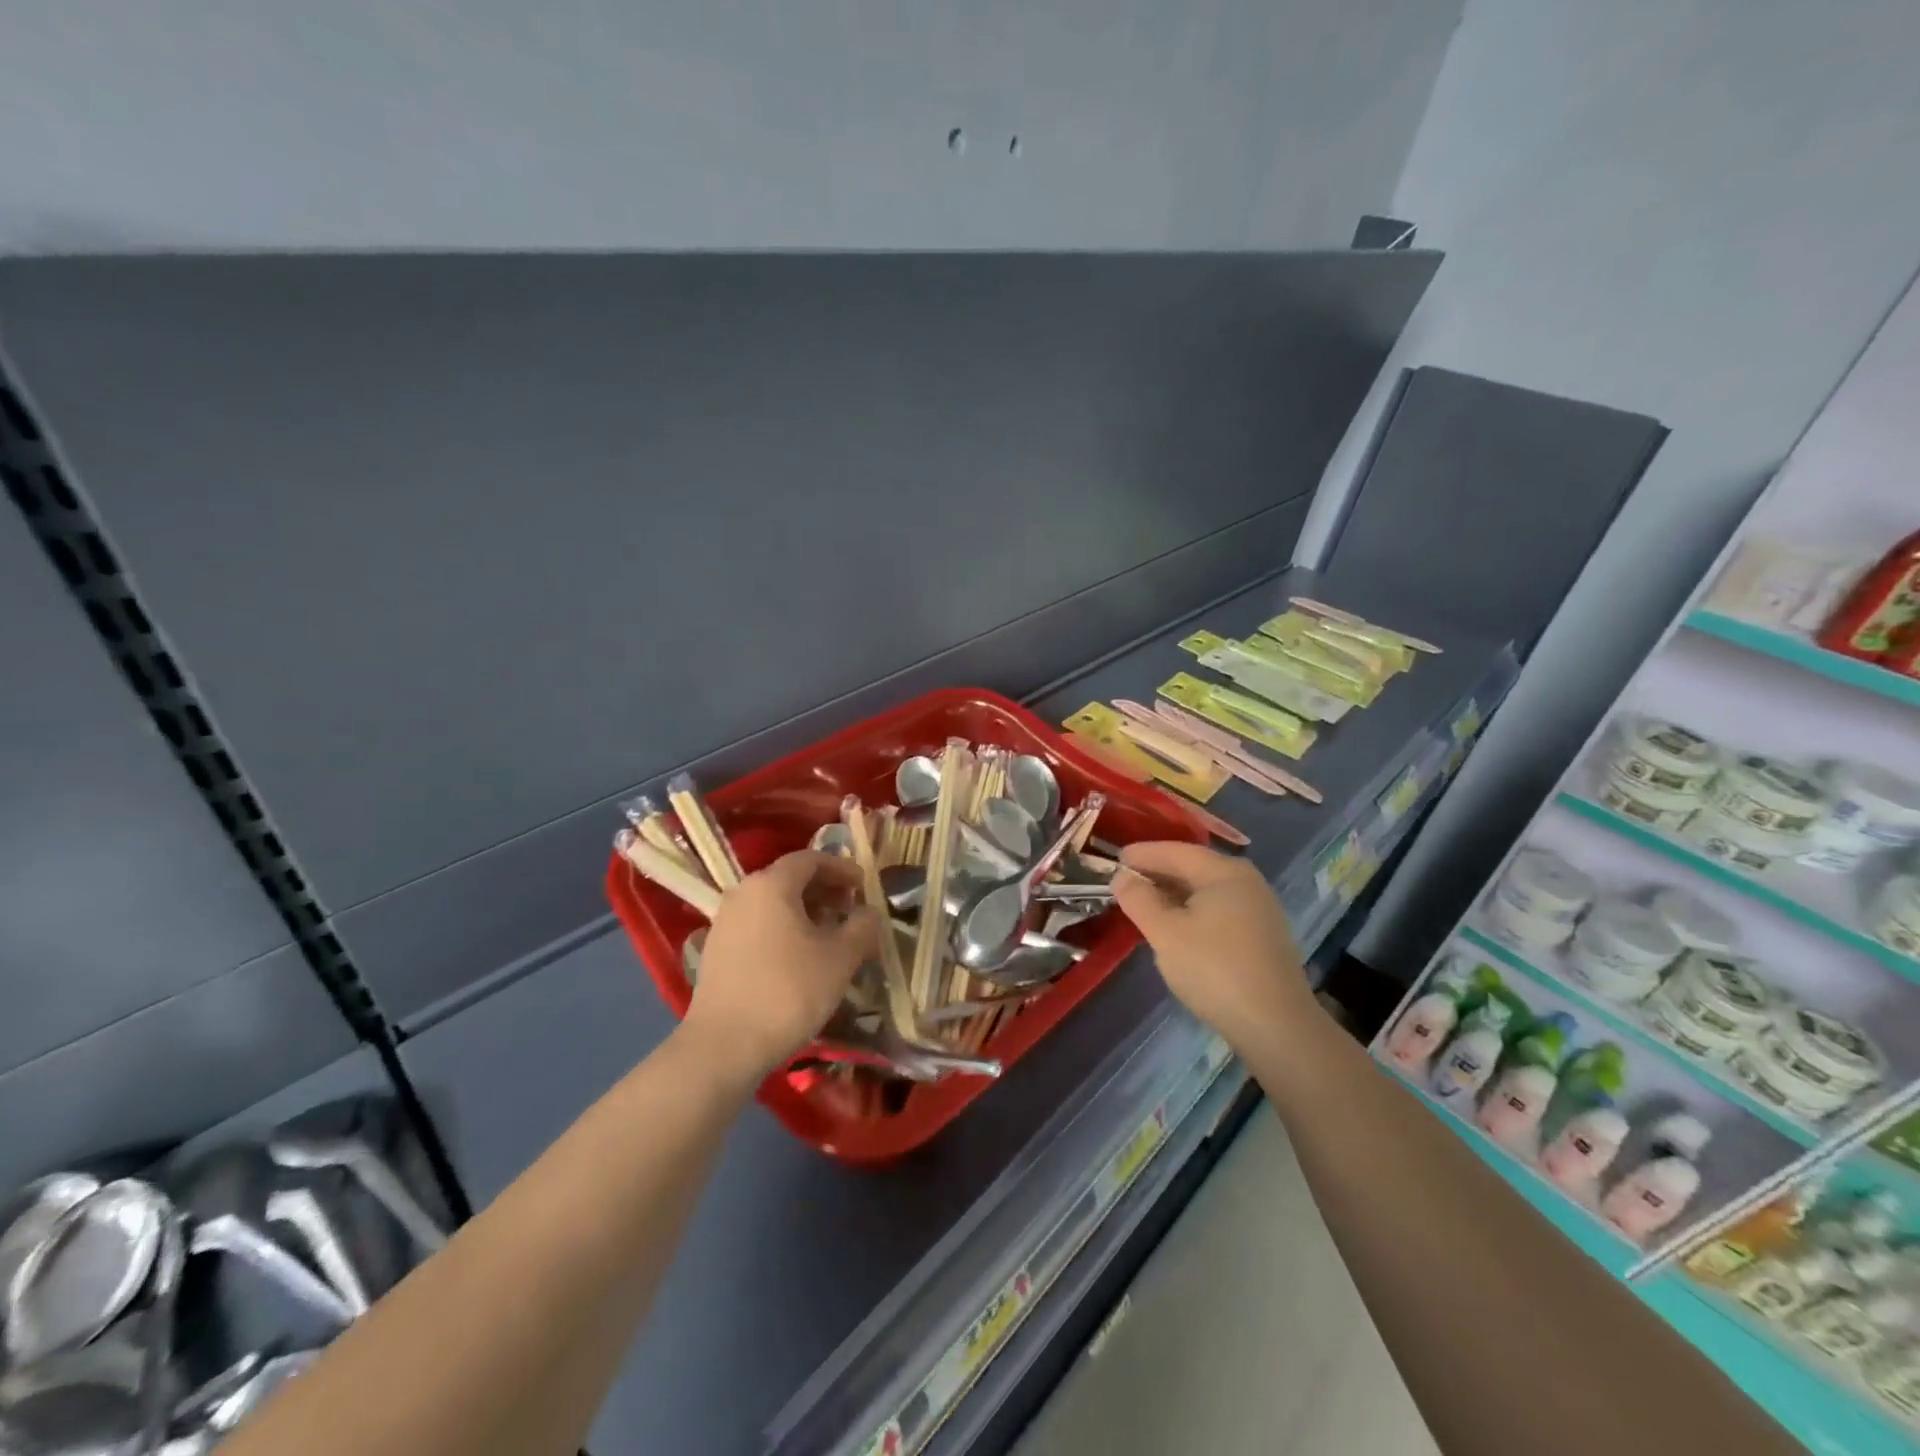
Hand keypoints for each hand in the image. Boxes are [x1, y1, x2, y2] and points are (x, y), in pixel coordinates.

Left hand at [681, 851, 878, 1084]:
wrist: (725, 1045)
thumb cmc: (789, 991)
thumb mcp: (841, 958)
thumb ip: (862, 927)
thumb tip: (870, 913)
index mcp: (772, 884)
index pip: (811, 859)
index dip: (841, 869)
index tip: (864, 887)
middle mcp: (744, 893)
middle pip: (789, 878)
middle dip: (824, 891)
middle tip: (851, 912)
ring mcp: (725, 922)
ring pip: (773, 903)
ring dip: (805, 912)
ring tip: (830, 937)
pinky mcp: (716, 950)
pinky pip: (757, 925)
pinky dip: (783, 930)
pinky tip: (799, 959)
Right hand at [1111, 841, 1315, 1052]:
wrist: (1276, 1026)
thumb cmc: (1214, 969)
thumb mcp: (1165, 932)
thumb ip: (1139, 900)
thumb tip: (1122, 876)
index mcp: (1225, 872)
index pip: (1176, 851)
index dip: (1143, 854)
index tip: (1115, 858)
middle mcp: (1246, 882)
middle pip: (1193, 867)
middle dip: (1158, 872)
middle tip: (1123, 880)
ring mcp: (1258, 909)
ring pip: (1205, 890)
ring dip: (1173, 893)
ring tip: (1143, 902)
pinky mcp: (1261, 936)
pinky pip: (1217, 909)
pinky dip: (1191, 910)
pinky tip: (1174, 926)